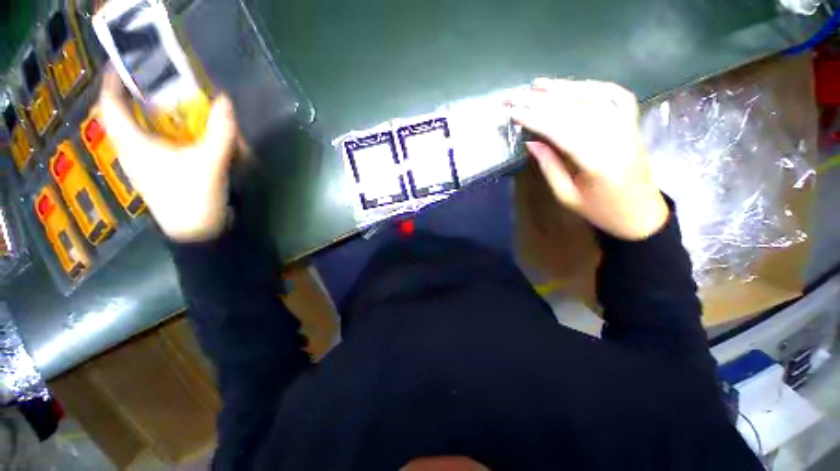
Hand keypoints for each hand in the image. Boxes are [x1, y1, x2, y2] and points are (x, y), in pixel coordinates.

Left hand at [99, 72, 238, 241]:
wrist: (196, 233)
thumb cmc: (194, 198)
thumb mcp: (210, 163)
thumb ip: (220, 132)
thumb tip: (225, 101)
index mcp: (133, 145)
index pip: (110, 106)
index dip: (112, 81)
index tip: (123, 62)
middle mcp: (132, 151)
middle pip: (122, 115)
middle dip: (134, 94)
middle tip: (153, 78)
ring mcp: (144, 164)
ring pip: (137, 130)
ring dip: (150, 114)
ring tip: (169, 101)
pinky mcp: (158, 173)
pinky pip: (153, 144)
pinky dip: (164, 132)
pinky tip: (183, 131)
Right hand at [510, 78, 667, 240]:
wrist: (639, 213)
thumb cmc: (600, 210)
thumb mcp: (566, 195)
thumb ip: (549, 166)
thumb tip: (531, 141)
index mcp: (597, 161)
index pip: (561, 130)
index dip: (535, 119)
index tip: (513, 113)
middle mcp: (615, 137)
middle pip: (574, 110)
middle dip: (541, 101)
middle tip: (517, 96)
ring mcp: (627, 127)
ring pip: (594, 98)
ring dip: (564, 88)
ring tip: (538, 84)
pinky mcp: (633, 123)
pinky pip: (616, 96)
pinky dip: (594, 87)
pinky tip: (574, 85)